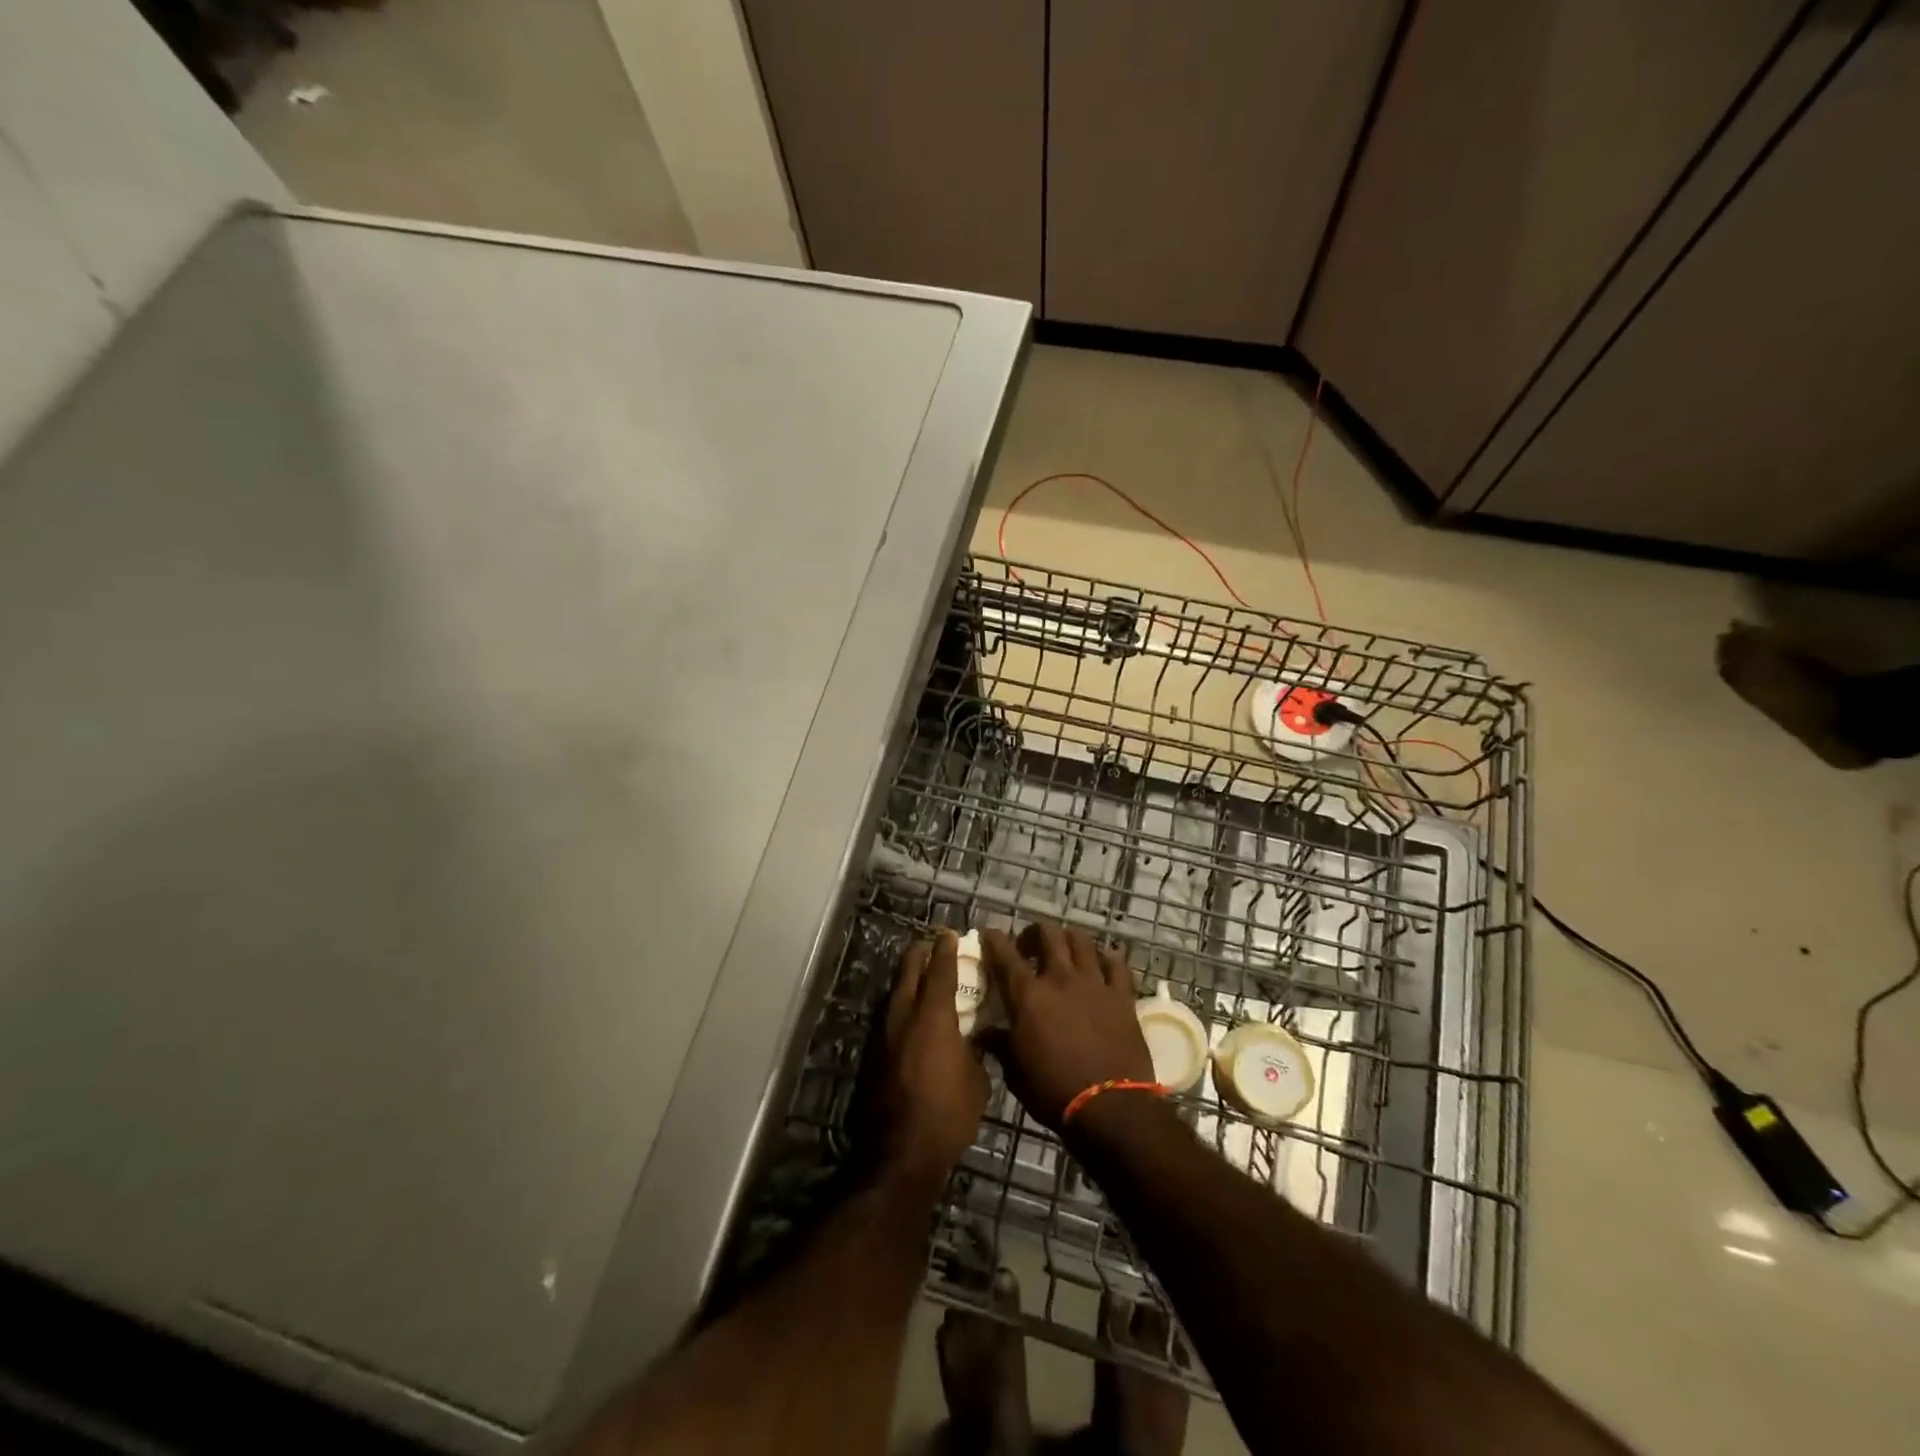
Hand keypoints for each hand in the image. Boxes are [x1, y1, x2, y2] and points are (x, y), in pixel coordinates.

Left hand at [881, 931, 988, 1188]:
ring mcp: (885, 1036)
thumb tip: (971, 1040)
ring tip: (918, 974)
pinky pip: (890, 1018)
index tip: (950, 934)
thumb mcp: (977, 1080)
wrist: (902, 1151)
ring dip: (907, 979)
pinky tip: (909, 1014)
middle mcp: (905, 1017)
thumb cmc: (948, 1113)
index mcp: (934, 1017)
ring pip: (895, 995)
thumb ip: (974, 1050)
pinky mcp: (875, 1056)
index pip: (940, 971)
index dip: (946, 950)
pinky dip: (901, 1006)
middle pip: (909, 973)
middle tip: (930, 945)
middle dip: (920, 955)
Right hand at [978, 922, 1153, 1130]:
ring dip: (1068, 939)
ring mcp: (1094, 983)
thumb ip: (999, 1044)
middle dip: (1034, 933)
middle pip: (1047, 934)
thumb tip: (983, 1032)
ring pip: (1081, 940)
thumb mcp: (1014, 1072)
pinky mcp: (1121, 995)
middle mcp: (1060, 978)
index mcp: (1028, 995)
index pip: (1004, 954)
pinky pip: (1116, 963)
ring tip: (1064, 951)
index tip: (990, 935)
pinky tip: (1100, 966)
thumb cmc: (1053, 1091)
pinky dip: (1105, 959)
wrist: (1110, 1107)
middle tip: (1029, 948)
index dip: (994, 940)